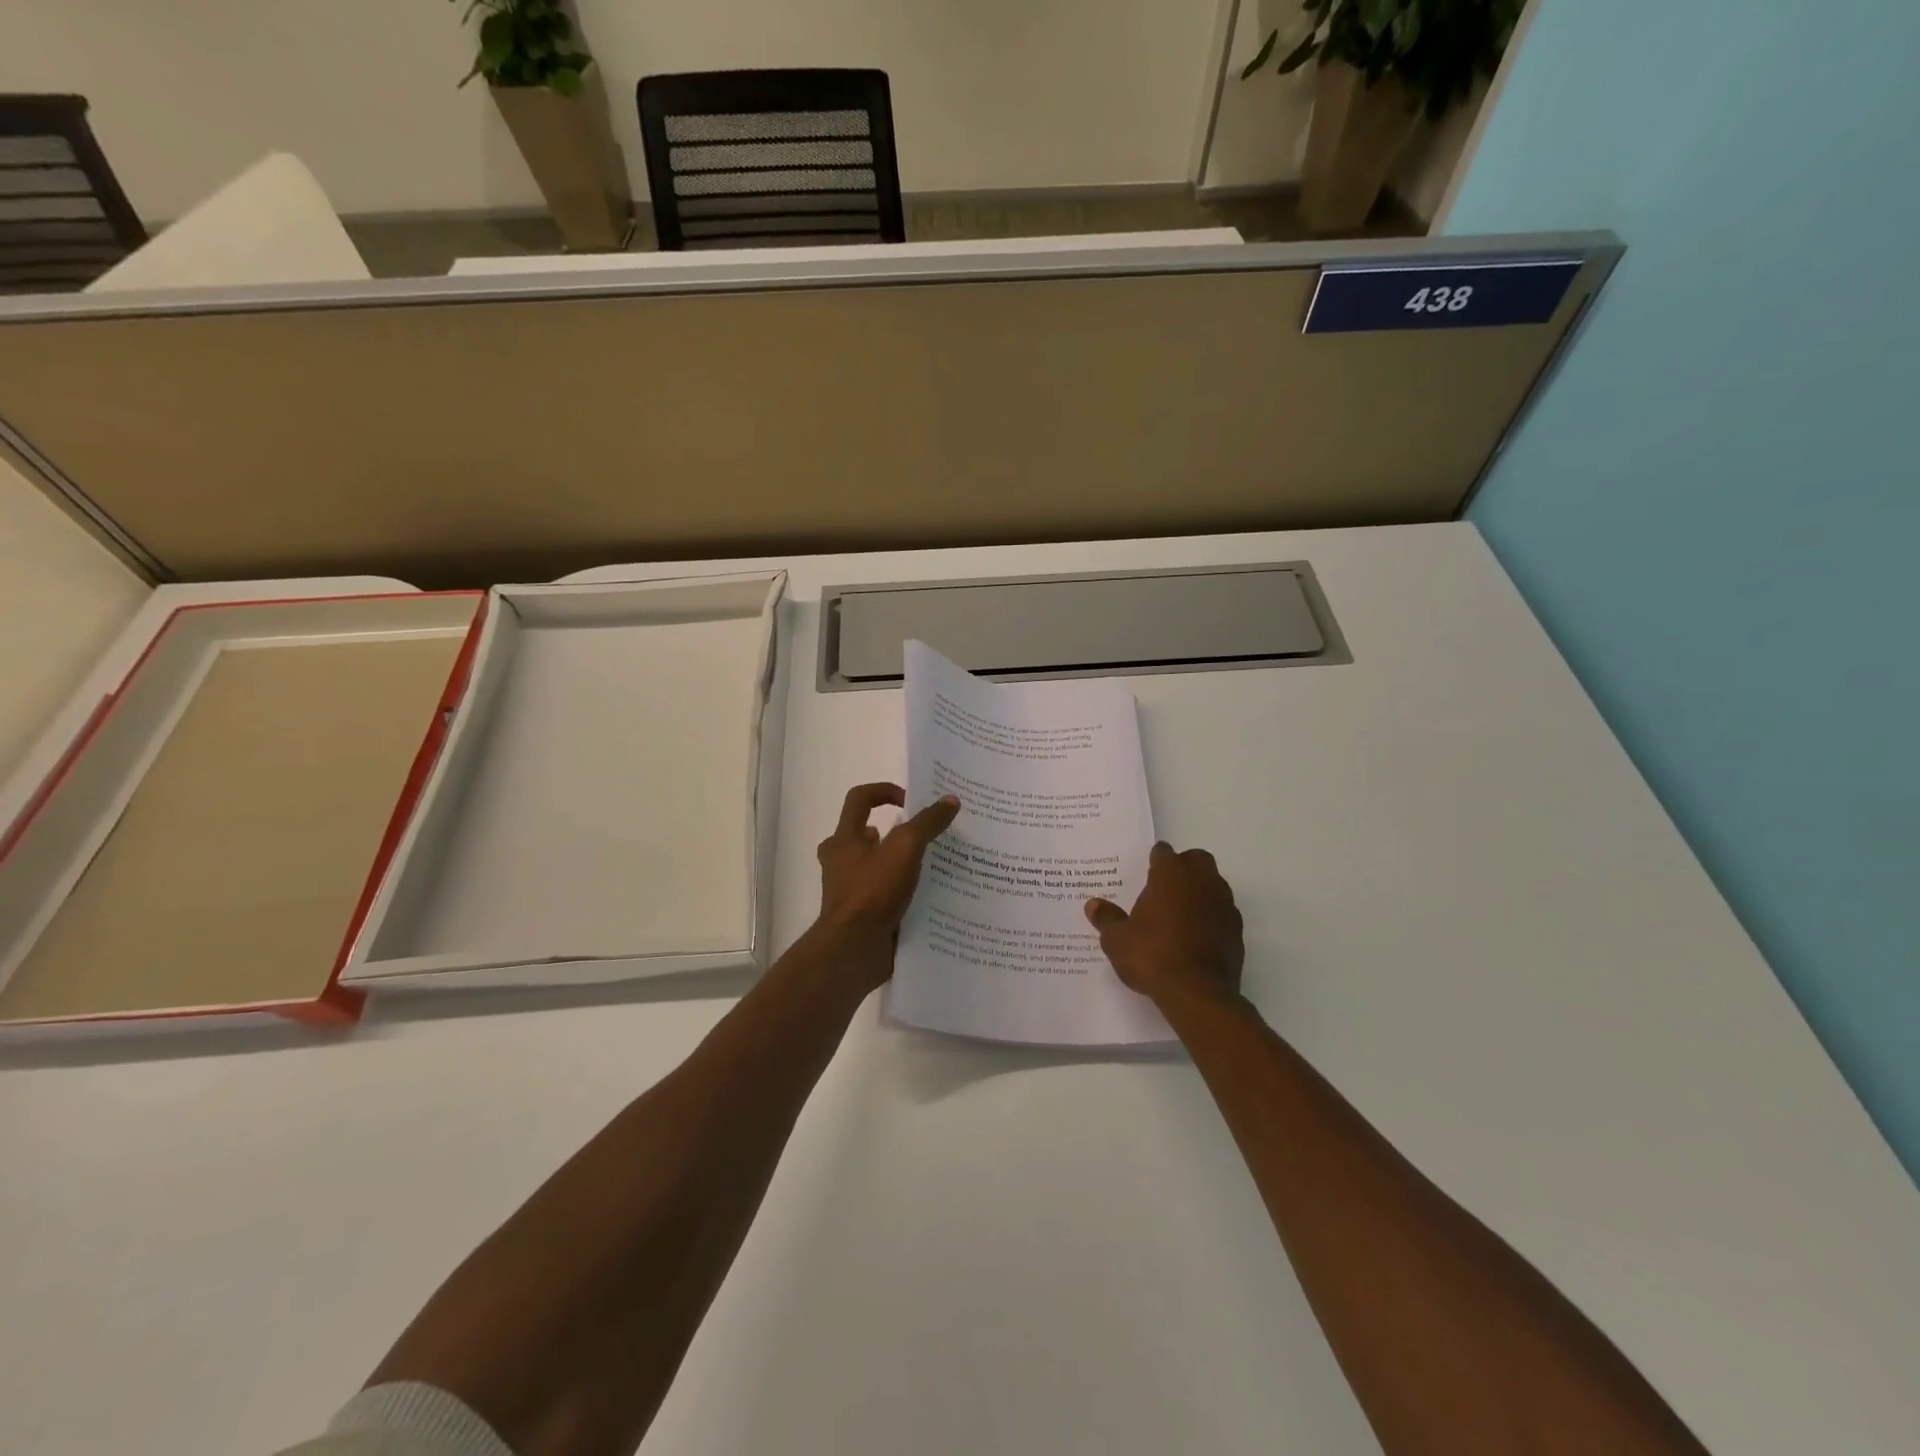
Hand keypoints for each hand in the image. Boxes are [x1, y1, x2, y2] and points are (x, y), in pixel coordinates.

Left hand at [814, 783, 960, 986]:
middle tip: (920, 837)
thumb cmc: (872, 891)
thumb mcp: (905, 849)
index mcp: (844, 839)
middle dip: (891, 833)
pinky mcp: (862, 916)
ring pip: (875, 868)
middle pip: (863, 835)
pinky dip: (902, 893)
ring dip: (899, 864)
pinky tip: (929, 897)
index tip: (911, 801)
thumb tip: (950, 800)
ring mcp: (850, 891)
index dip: (885, 791)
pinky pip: (883, 896)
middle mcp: (841, 862)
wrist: (853, 950)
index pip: (860, 799)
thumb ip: (927, 823)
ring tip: (932, 867)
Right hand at [1085, 842, 1243, 1005]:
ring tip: (1179, 915)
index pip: (1163, 852)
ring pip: (1214, 885)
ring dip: (1199, 892)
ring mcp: (1224, 904)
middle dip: (1183, 868)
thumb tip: (1093, 905)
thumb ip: (1107, 919)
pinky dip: (1211, 918)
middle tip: (1164, 889)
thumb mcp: (1117, 940)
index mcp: (1171, 874)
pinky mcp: (1237, 930)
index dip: (1154, 861)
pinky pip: (1222, 913)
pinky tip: (1196, 937)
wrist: (1198, 993)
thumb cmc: (1152, 956)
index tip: (1145, 874)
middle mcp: (1201, 880)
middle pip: (1196, 860)